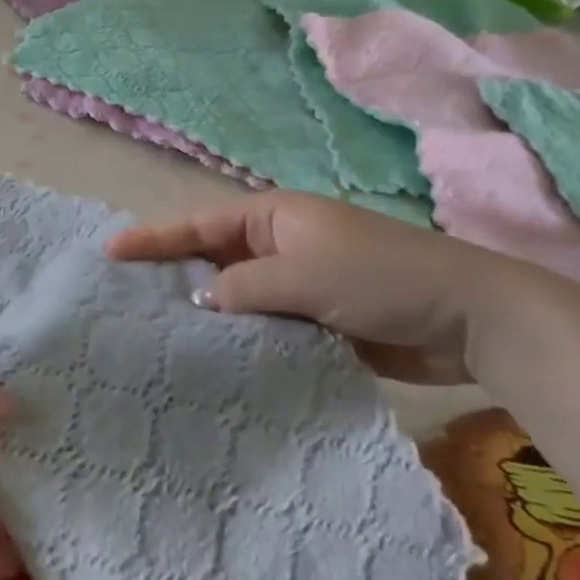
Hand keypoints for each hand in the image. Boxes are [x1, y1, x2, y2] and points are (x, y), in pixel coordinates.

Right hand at [107, 191, 539, 383]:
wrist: (469, 319)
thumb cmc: (380, 278)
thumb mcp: (304, 275)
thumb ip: (243, 288)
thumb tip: (198, 302)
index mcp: (273, 217)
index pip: (199, 224)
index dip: (154, 237)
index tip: (111, 252)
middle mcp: (278, 245)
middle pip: (211, 259)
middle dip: (172, 276)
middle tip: (124, 300)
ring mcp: (296, 284)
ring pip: (235, 297)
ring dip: (206, 315)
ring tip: (156, 337)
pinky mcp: (314, 321)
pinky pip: (263, 327)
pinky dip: (239, 340)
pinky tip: (212, 363)